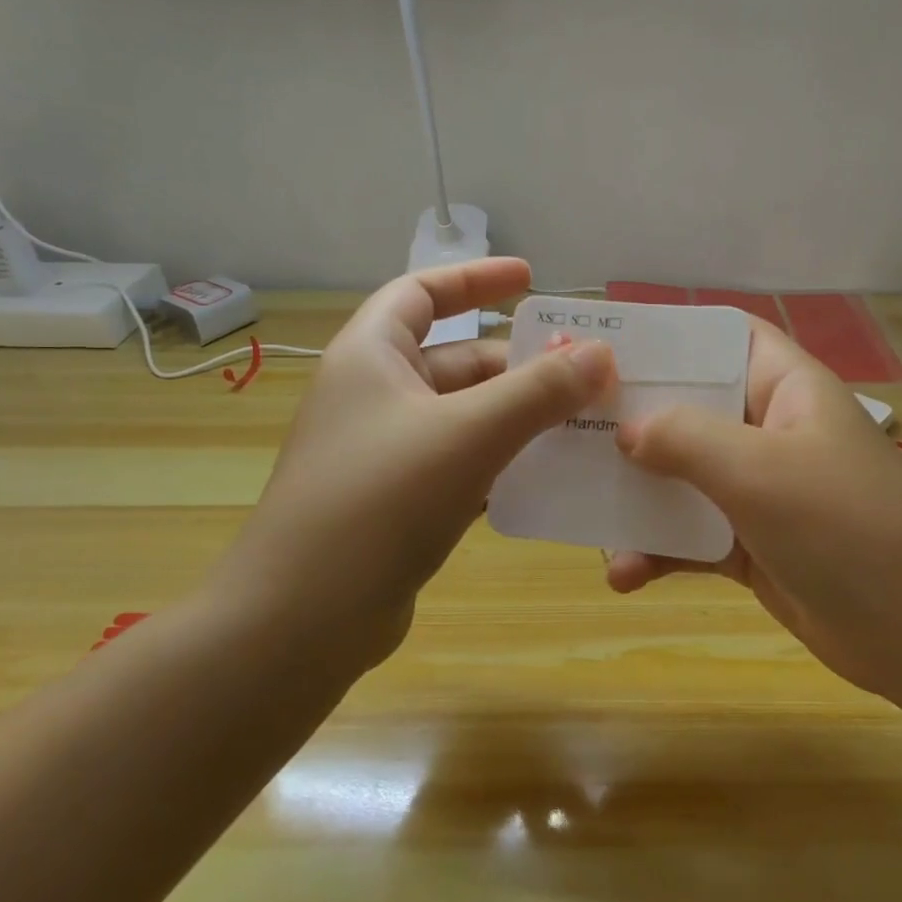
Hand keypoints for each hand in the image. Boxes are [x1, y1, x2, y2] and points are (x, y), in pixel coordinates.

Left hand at [231, 258, 614, 670]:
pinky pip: (464, 464)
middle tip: (587, 375)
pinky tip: (551, 476)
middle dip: (522, 365)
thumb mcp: (468, 433)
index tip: (531, 280)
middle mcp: (374, 396)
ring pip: (467, 416)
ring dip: (522, 417)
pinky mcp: (400, 503)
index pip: (422, 292)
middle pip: (458, 360)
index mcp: (371, 356)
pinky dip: (505, 462)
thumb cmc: (379, 502)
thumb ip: (539, 391)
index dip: (475, 279)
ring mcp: (386, 453)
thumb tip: (601, 354)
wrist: (301, 623)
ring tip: (585, 423)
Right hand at [607, 320, 901, 700]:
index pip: (721, 338)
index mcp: (784, 388)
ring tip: (583, 515)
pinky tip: (623, 576)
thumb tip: (626, 430)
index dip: (667, 336)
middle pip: (689, 408)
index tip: (602, 349)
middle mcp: (768, 430)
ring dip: (635, 497)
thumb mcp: (760, 470)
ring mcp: (760, 491)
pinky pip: (691, 536)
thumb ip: (686, 439)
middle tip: (565, 429)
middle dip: (631, 422)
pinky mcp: (751, 546)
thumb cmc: (848, 527)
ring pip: (682, 477)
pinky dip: (658, 552)